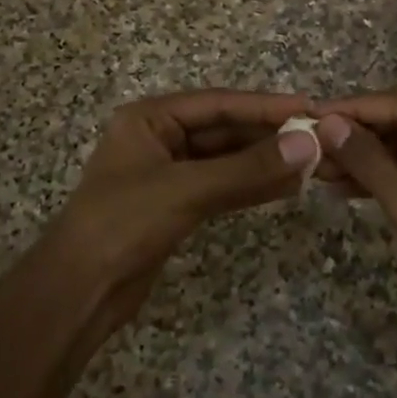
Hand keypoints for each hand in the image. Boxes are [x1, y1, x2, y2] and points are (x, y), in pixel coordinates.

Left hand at [46, 90, 319, 334]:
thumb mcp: (186, 190)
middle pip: (224, 131)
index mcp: (150, 118)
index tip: (308, 109)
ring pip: (226, 161)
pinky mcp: (176, 206)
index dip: (264, 106)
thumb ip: (247, 170)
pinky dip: (251, 188)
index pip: (218, 104)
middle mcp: (159, 138)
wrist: (78, 293)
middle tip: (317, 139)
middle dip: (268, 136)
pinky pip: (221, 187)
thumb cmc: (122, 224)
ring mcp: (168, 173)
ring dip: (264, 163)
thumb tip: (307, 145)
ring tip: (311, 164)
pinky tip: (285, 188)